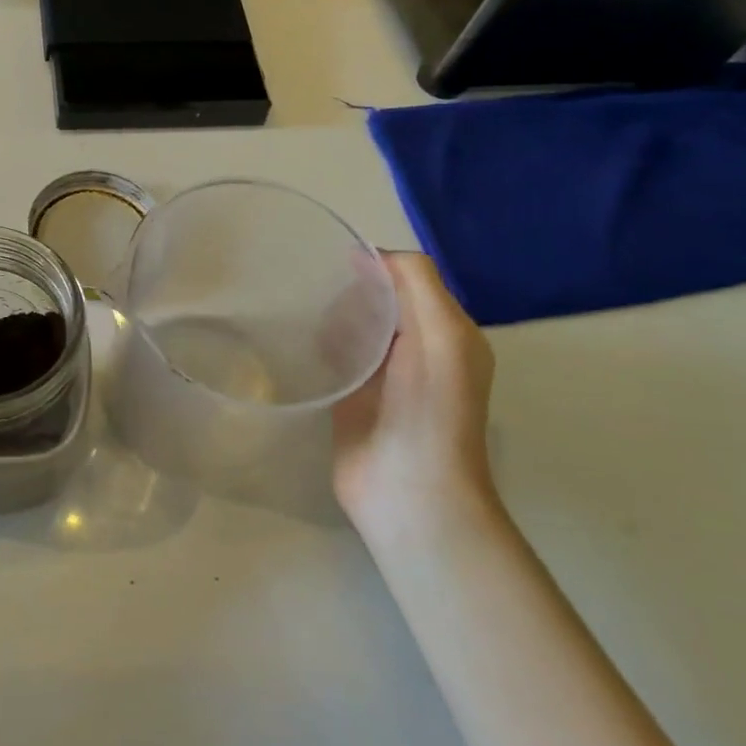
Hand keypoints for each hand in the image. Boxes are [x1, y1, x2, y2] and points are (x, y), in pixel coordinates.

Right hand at [331, 253, 496, 545]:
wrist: (408, 491)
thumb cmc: (430, 410)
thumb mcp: (442, 334)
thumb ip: (416, 283)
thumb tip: (370, 253)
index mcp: (447, 332)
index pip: (408, 279)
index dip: (377, 265)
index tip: (337, 260)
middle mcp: (418, 349)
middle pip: (378, 300)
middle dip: (350, 290)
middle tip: (317, 292)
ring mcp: (382, 376)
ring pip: (353, 326)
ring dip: (331, 316)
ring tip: (303, 314)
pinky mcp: (350, 397)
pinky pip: (333, 356)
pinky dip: (319, 344)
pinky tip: (299, 342)